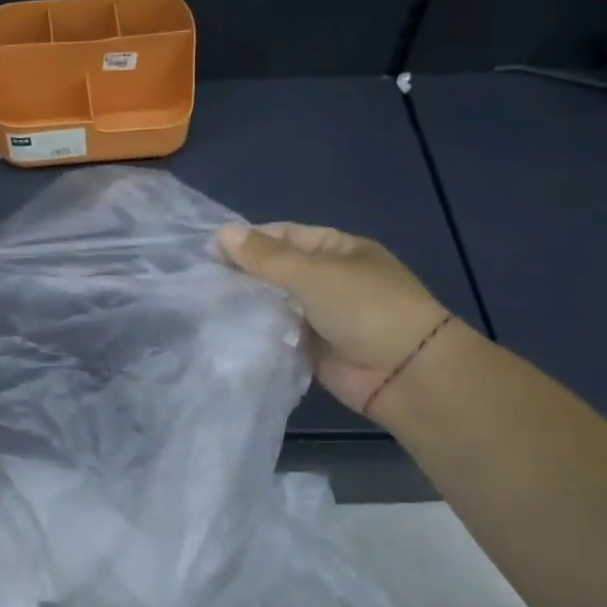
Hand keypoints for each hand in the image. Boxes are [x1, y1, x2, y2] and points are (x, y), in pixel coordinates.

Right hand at [215, 223, 448, 412]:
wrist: (406, 374)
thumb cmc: (365, 309)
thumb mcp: (313, 274)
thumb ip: (265, 257)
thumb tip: (222, 233)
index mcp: (337, 250)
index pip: (284, 236)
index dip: (248, 241)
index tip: (207, 251)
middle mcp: (329, 279)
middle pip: (277, 270)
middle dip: (244, 274)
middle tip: (201, 280)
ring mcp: (322, 316)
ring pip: (275, 304)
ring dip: (249, 305)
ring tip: (206, 305)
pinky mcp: (313, 349)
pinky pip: (279, 335)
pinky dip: (259, 334)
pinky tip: (227, 332)